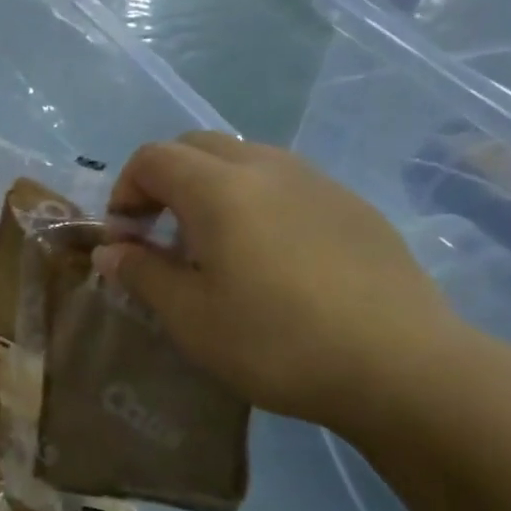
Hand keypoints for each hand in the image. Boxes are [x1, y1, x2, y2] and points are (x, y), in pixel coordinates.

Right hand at [92, 134, 470, 430]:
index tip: (125, 239)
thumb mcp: (188, 315)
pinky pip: (285, 182)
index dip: (125, 191)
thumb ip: (141, 272)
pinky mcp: (352, 206)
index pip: (153, 158)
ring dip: (209, 188)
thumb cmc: (274, 341)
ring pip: (244, 159)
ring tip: (211, 247)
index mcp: (220, 189)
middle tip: (158, 234)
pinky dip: (253, 201)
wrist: (399, 365)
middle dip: (163, 180)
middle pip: (197, 145)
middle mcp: (268, 168)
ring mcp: (317, 182)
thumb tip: (111, 249)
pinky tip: (267, 259)